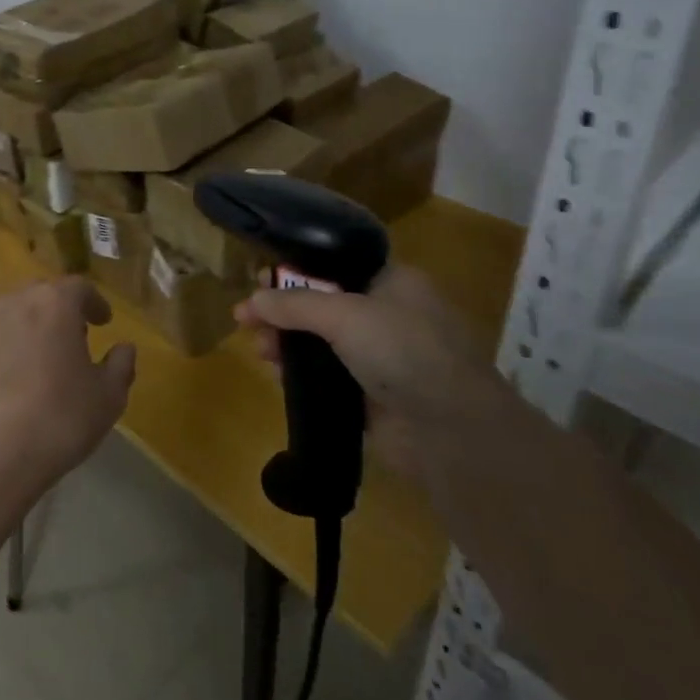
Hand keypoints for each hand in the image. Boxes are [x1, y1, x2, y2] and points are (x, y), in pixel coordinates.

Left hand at [0, 277, 135, 501]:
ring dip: (27, 328)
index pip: (79, 287)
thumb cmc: (59, 418)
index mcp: (55, 303)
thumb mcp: (108, 397)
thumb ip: (121, 365)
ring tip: (36, 360)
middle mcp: (15, 302)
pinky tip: (6, 378)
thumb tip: (124, 348)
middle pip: (41, 295)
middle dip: (59, 311)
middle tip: (72, 339)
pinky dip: (1, 349)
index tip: (103, 322)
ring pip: (11, 315)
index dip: (94, 303)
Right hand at [236, 266, 508, 488]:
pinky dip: (300, 376)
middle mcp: (387, 316)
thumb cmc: (404, 351)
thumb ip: (293, 304)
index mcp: (393, 283)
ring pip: (320, 343)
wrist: (452, 433)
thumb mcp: (345, 315)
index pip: (335, 266)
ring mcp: (380, 358)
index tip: (261, 279)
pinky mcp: (371, 396)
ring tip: (259, 350)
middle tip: (247, 319)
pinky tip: (276, 376)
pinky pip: (325, 378)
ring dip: (286, 344)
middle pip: (322, 305)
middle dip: (283, 311)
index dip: (296, 270)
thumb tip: (250, 301)